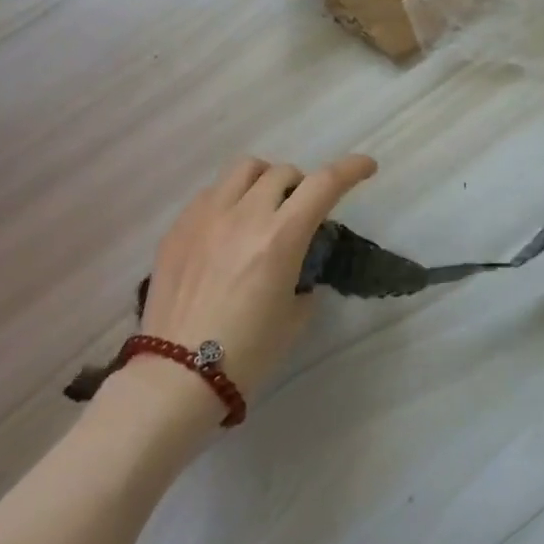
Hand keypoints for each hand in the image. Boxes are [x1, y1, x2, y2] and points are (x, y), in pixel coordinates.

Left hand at [136, 153, 376, 400]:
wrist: (176, 377)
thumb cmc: (247, 353)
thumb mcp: (294, 315)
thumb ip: (304, 277)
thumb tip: (298, 265)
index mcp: (280, 238)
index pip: (324, 184)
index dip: (351, 169)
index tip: (367, 167)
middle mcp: (244, 216)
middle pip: (284, 171)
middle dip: (302, 185)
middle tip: (303, 209)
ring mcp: (206, 217)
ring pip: (244, 169)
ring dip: (265, 180)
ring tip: (264, 206)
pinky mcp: (178, 228)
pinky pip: (212, 193)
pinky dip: (231, 199)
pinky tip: (228, 229)